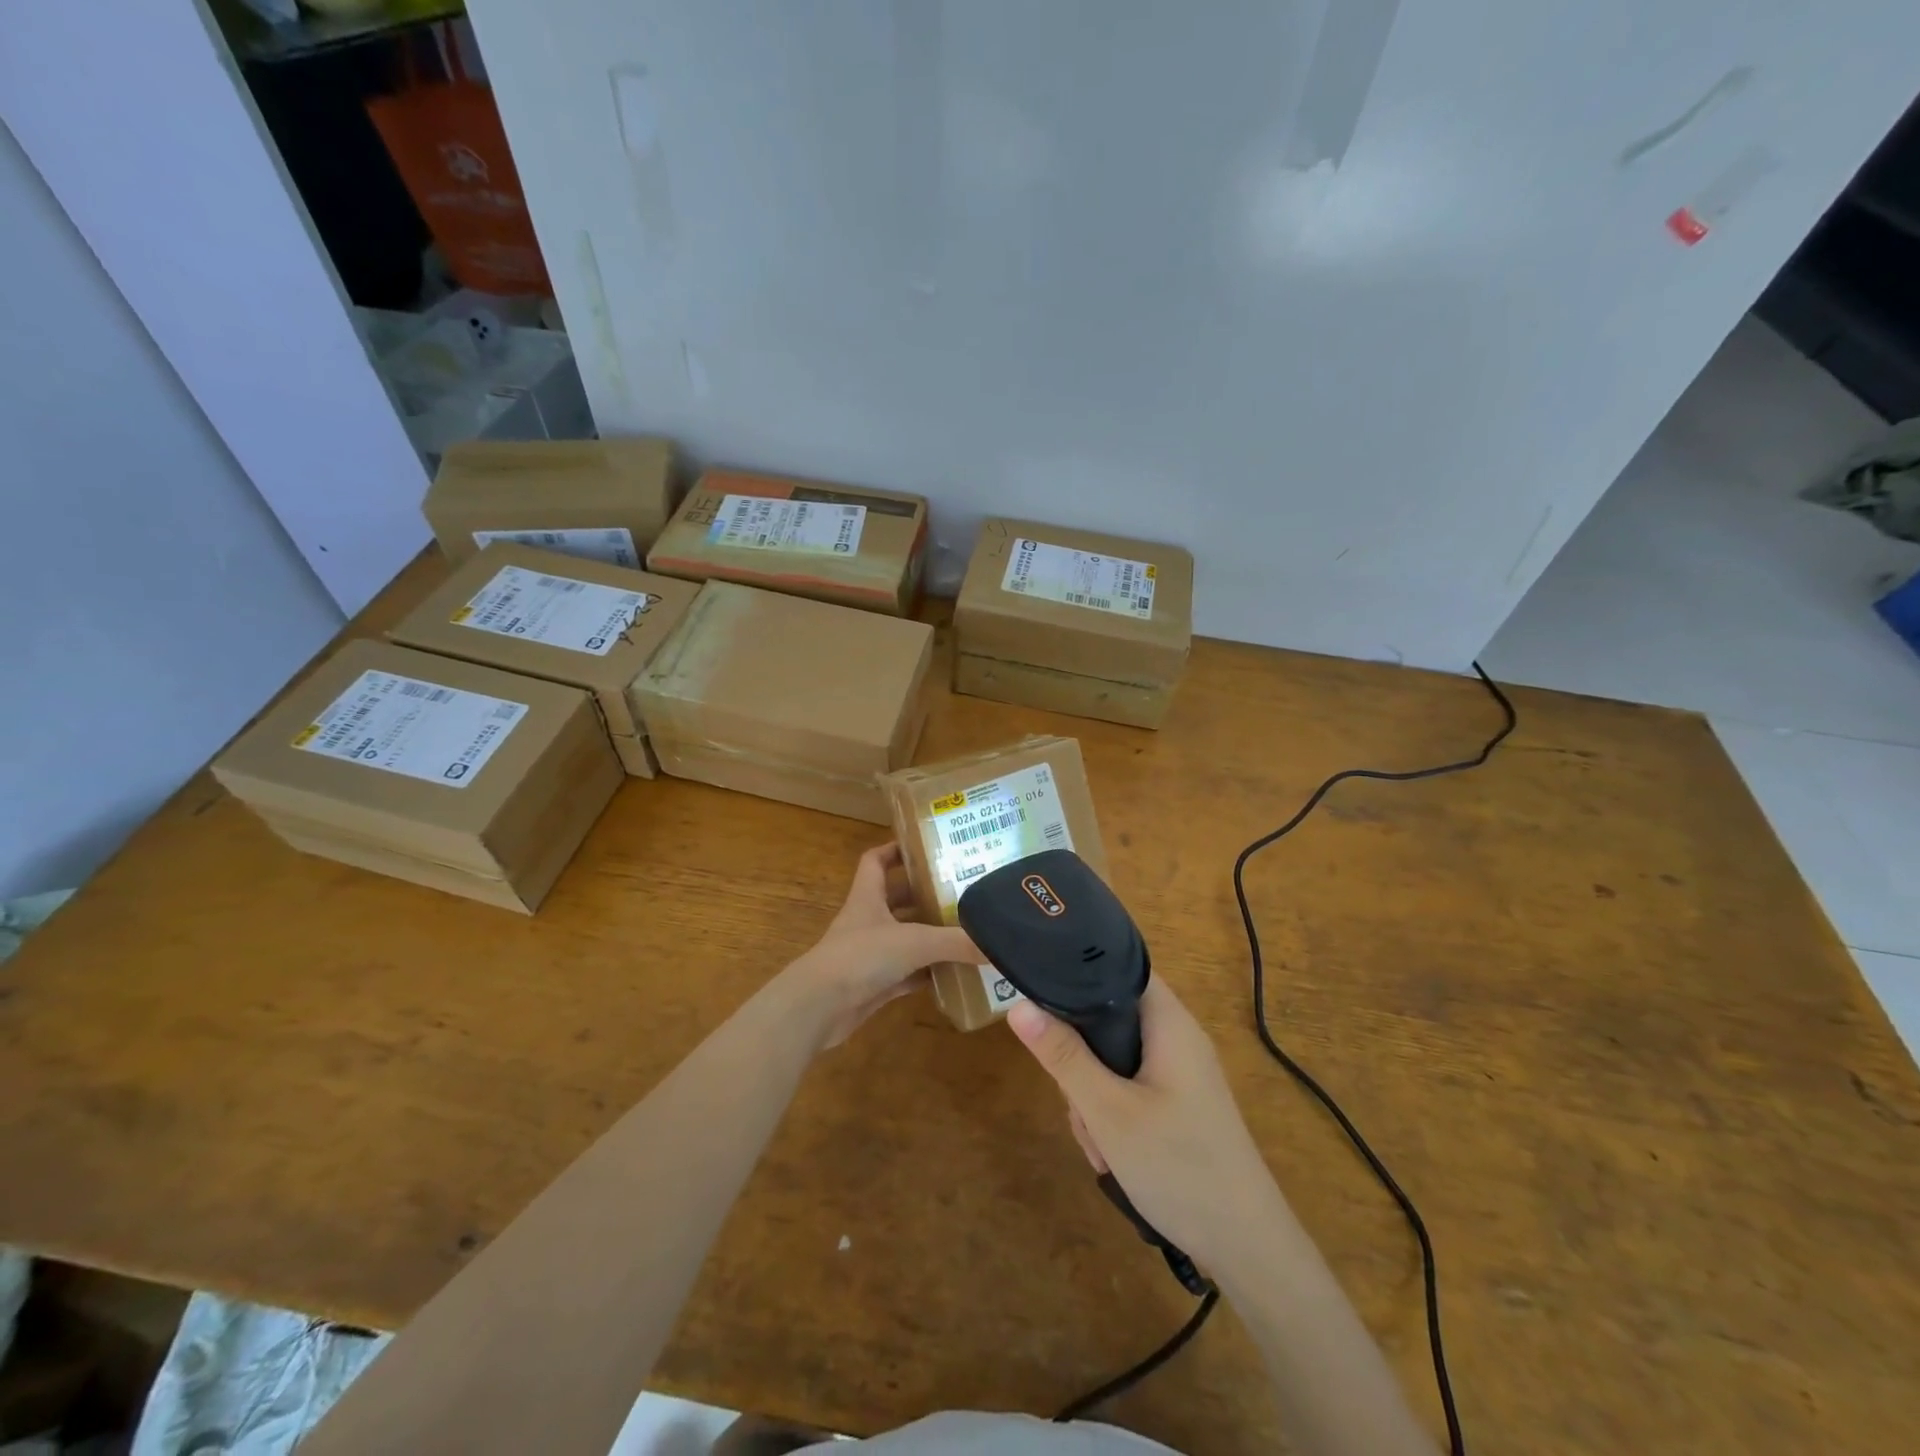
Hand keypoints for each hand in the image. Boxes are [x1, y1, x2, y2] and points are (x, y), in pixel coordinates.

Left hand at [782, 843, 977, 1048]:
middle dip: (925, 895)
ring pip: (904, 938)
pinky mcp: (874, 984)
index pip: (876, 861)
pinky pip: (907, 974)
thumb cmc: (861, 957)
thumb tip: (996, 946)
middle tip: (961, 892)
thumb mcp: (914, 942)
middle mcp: (868, 921)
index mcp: (868, 897)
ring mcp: (869, 954)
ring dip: (929, 936)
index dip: (895, 850)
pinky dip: (927, 973)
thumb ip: (955, 942)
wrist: (819, 1007)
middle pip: (897, 899)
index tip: (925, 847)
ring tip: (966, 930)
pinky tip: (953, 973)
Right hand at [1008, 979, 1286, 1273]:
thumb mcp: (1108, 1111)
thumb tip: (1017, 1006)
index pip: (1117, 967)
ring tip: (1100, 1144)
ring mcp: (1179, 1073)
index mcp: (1169, 1021)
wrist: (1247, 1248)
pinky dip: (1113, 1116)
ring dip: (1093, 1098)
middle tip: (1078, 1103)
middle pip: (1108, 1019)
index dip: (1077, 974)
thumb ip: (1063, 1056)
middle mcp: (1176, 1037)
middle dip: (1081, 1061)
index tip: (1040, 1000)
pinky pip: (1129, 1088)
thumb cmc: (1179, 1166)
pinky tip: (1112, 1157)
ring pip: (1113, 1060)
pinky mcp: (1178, 1103)